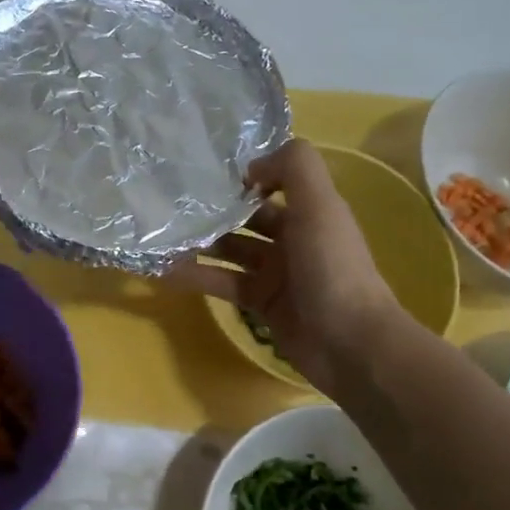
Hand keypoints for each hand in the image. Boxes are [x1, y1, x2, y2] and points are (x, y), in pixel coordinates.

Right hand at [173, 139, 397, 394]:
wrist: (349, 342)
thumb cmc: (333, 268)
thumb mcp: (320, 206)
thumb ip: (293, 168)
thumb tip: (249, 167)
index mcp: (310, 211)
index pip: (271, 183)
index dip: (241, 177)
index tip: (202, 171)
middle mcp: (292, 238)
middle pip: (245, 217)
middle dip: (213, 209)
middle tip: (169, 201)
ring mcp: (275, 273)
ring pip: (229, 250)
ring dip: (198, 242)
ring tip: (159, 234)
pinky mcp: (259, 303)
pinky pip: (222, 283)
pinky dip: (195, 277)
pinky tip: (162, 271)